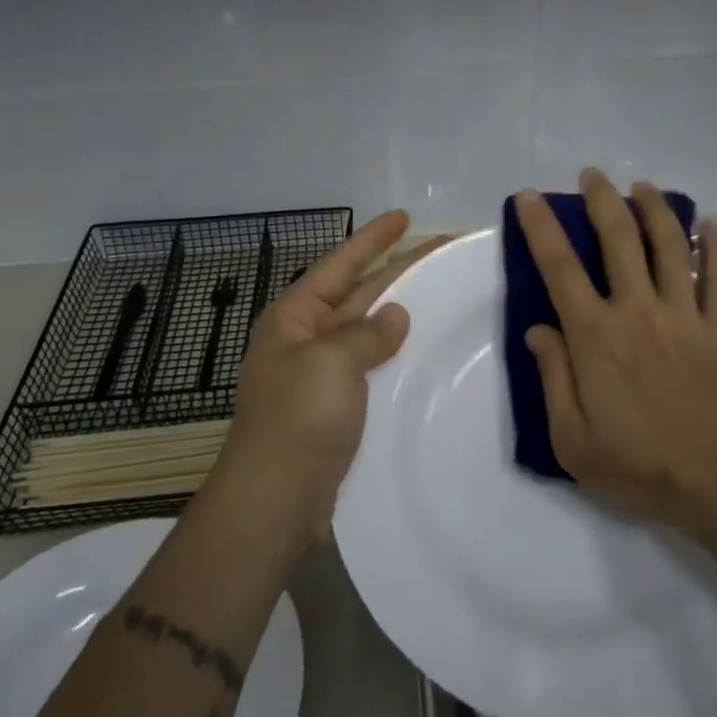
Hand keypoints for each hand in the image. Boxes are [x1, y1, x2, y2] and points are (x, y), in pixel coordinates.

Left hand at [215, 211, 446, 546]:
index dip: (373, 239)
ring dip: (399, 310)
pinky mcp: (338, 407)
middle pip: (358, 293)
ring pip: (368, 329)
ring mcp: (322, 375)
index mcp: (294, 317)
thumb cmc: (300, 417)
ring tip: (439, 291)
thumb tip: (394, 316)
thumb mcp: (332, 360)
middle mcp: (306, 339)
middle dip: (396, 269)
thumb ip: (367, 333)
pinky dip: (396, 352)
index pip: (340, 265)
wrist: (277, 499)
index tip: (404, 217)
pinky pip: (372, 365)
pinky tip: (422, 349)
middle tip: (440, 249)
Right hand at [515, 169, 716, 532]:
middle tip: (592, 175)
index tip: (530, 198)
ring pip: (669, 245)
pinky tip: (708, 225)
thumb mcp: (571, 438)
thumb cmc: (638, 464)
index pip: (559, 268)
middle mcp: (637, 310)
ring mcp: (682, 314)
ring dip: (654, 208)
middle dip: (602, 199)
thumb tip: (538, 329)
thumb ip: (552, 378)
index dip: (541, 228)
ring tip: (643, 186)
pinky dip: (714, 246)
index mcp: (595, 336)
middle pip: (618, 238)